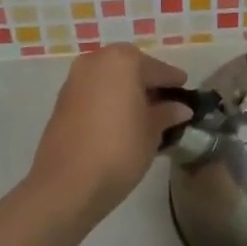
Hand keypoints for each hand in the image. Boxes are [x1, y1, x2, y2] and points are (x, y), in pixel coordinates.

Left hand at [27, 44, 190, 219]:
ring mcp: (74, 81)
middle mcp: (95, 61)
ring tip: (145, 115)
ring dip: (126, 92)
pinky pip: (94, 93)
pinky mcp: (61, 102)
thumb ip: (167, 114)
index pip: (156, 69)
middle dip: (147, 83)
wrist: (67, 184)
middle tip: (166, 102)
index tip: (185, 89)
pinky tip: (121, 122)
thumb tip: (180, 108)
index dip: (173, 81)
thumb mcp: (152, 132)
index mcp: (121, 61)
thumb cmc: (119, 150)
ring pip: (109, 80)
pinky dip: (109, 101)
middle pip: (129, 68)